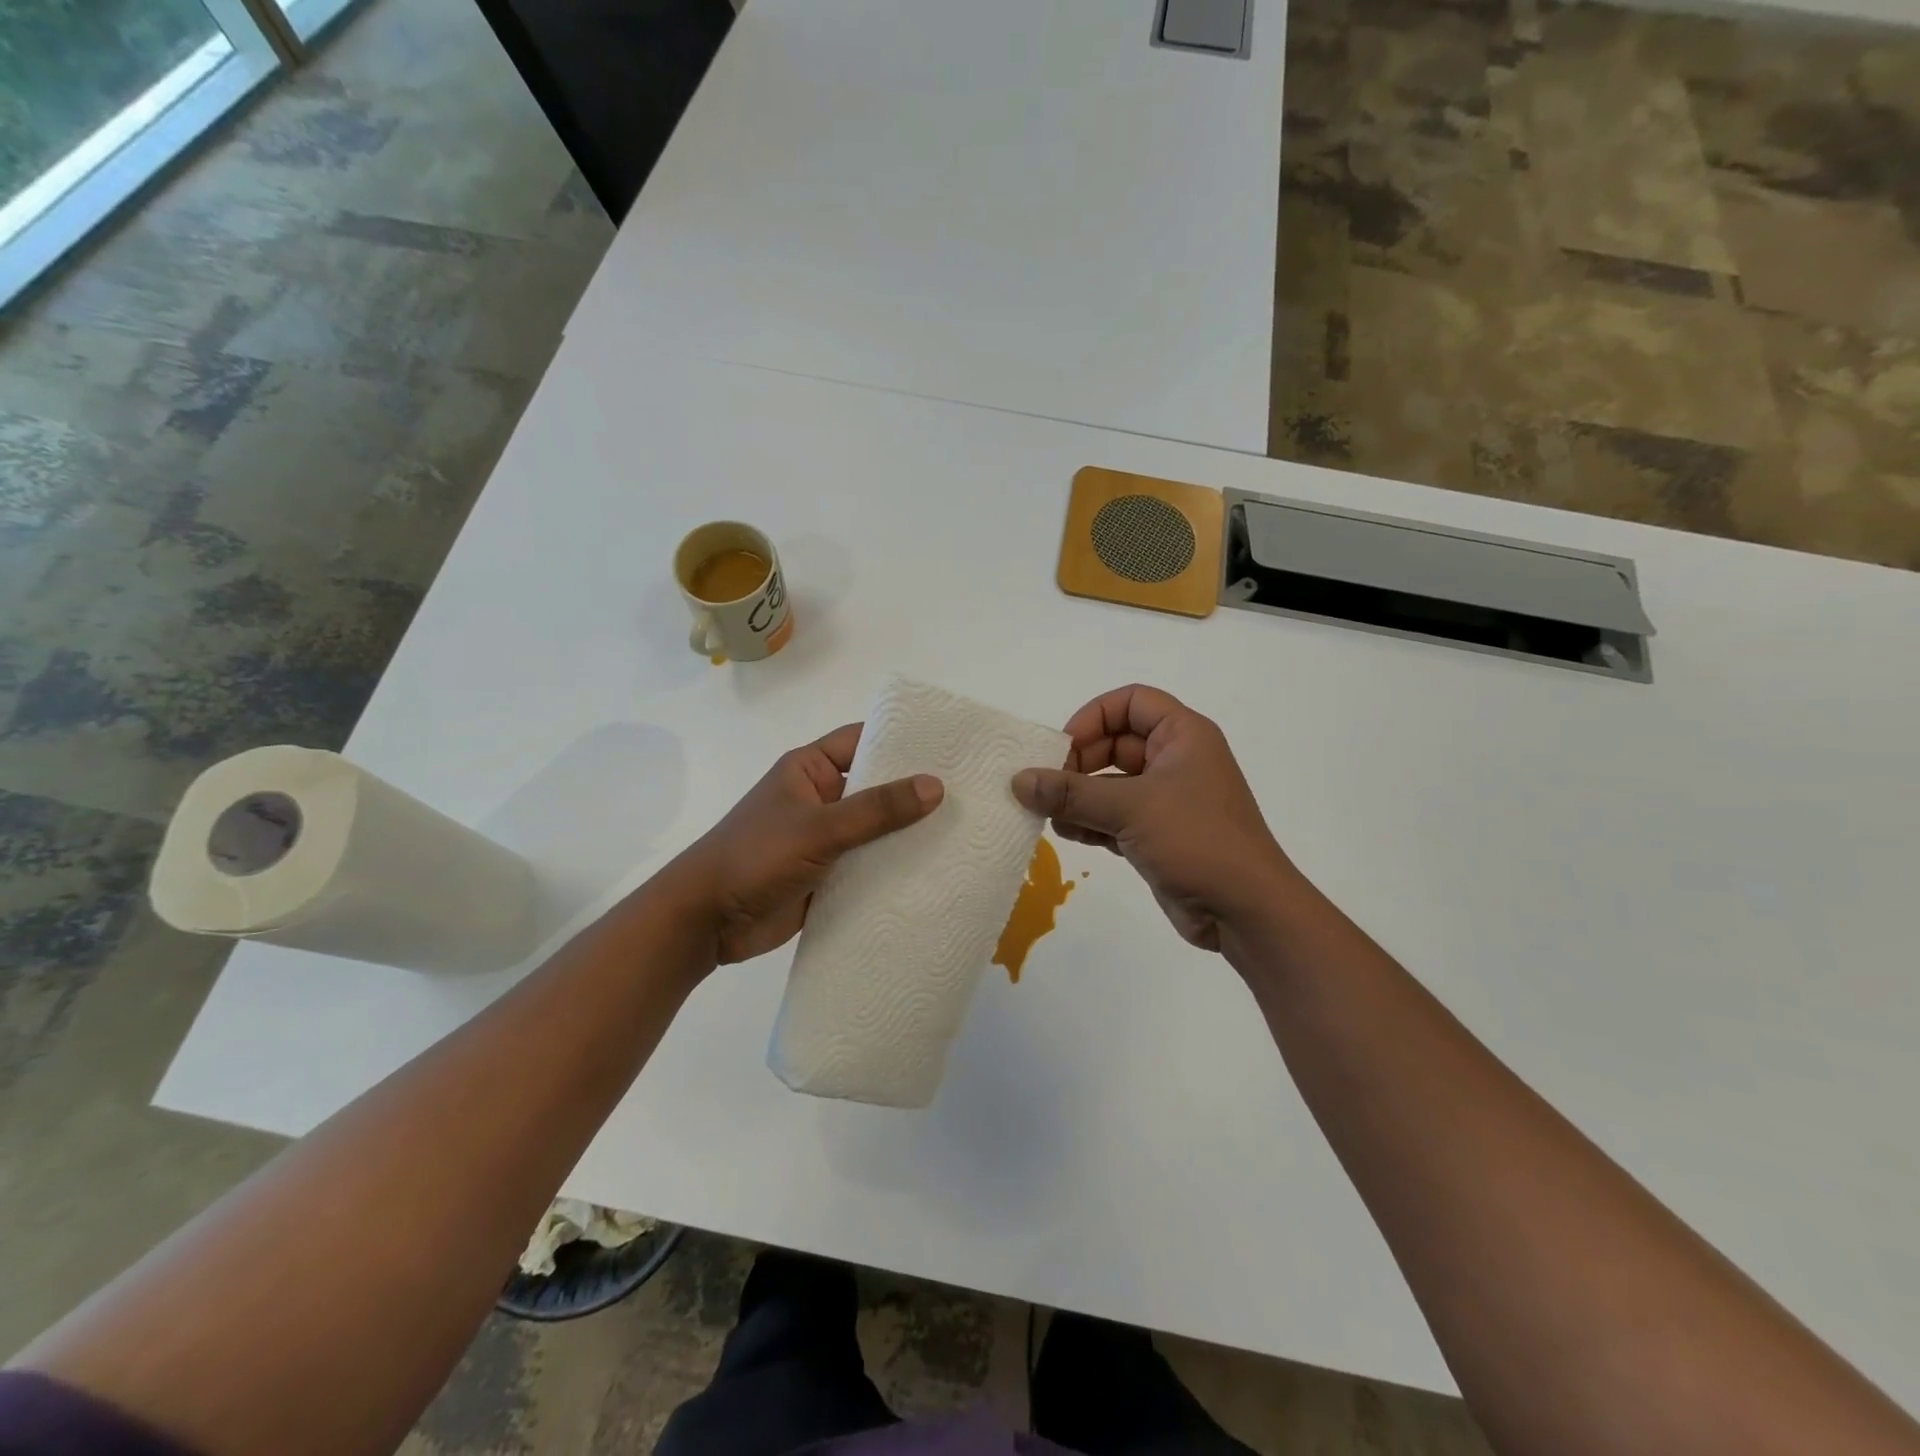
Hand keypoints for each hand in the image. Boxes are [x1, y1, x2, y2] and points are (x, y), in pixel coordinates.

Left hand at [672, 723, 942, 965]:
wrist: (706, 921)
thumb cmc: (756, 856)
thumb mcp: (819, 827)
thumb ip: (876, 809)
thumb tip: (935, 785)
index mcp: (809, 770)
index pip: (862, 741)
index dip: (901, 740)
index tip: (948, 745)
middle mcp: (820, 799)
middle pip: (875, 787)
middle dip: (914, 792)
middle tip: (969, 791)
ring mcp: (824, 839)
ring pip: (875, 830)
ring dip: (908, 834)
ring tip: (965, 831)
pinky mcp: (827, 876)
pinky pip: (867, 866)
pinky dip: (894, 869)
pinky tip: (935, 873)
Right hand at [1012, 685, 1294, 952]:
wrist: (1246, 911)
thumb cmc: (1197, 840)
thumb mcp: (1130, 808)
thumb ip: (1071, 793)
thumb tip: (1019, 781)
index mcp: (1183, 736)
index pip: (1131, 702)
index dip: (1094, 717)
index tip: (1063, 748)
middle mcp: (1176, 760)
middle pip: (1115, 742)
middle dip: (1079, 762)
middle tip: (1048, 785)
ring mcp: (1168, 799)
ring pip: (1112, 782)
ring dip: (1079, 795)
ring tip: (1048, 813)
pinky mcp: (1159, 834)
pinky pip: (1115, 816)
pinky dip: (1091, 821)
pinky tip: (1067, 834)